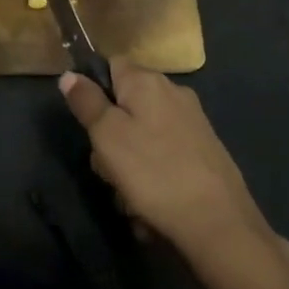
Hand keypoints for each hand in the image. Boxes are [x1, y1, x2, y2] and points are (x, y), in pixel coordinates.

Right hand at [59, 59, 288, 267]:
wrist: (218, 223)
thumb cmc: (153, 172)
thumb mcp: (106, 135)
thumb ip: (86, 101)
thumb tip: (70, 74)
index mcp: (147, 81)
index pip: (111, 65)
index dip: (94, 91)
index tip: (89, 124)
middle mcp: (173, 93)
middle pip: (125, 105)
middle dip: (110, 137)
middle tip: (108, 168)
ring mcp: (192, 122)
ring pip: (142, 134)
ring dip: (129, 164)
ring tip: (130, 197)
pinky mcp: (204, 151)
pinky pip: (163, 155)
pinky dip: (153, 176)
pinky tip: (151, 205)